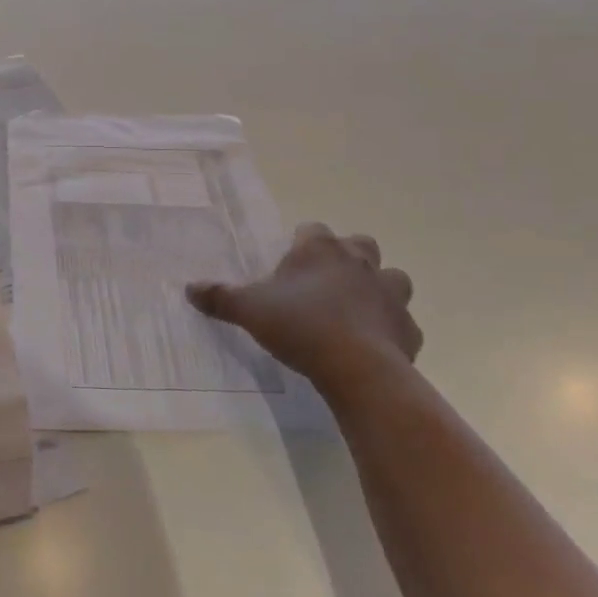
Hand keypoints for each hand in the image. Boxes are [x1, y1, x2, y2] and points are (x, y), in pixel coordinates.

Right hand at [187, 224, 418, 399]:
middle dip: (347, 257)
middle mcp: (359, 261)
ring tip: (357, 310)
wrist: (356, 367)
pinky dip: (391, 330)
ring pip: (392, 278)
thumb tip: (188, 288)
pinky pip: (402, 323)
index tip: (290, 263)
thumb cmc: (299, 325)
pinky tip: (374, 345)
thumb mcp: (249, 310)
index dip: (302, 243)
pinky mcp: (408, 328)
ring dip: (378, 288)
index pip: (312, 229)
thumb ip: (219, 297)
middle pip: (359, 244)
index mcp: (320, 249)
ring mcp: (389, 293)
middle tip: (325, 282)